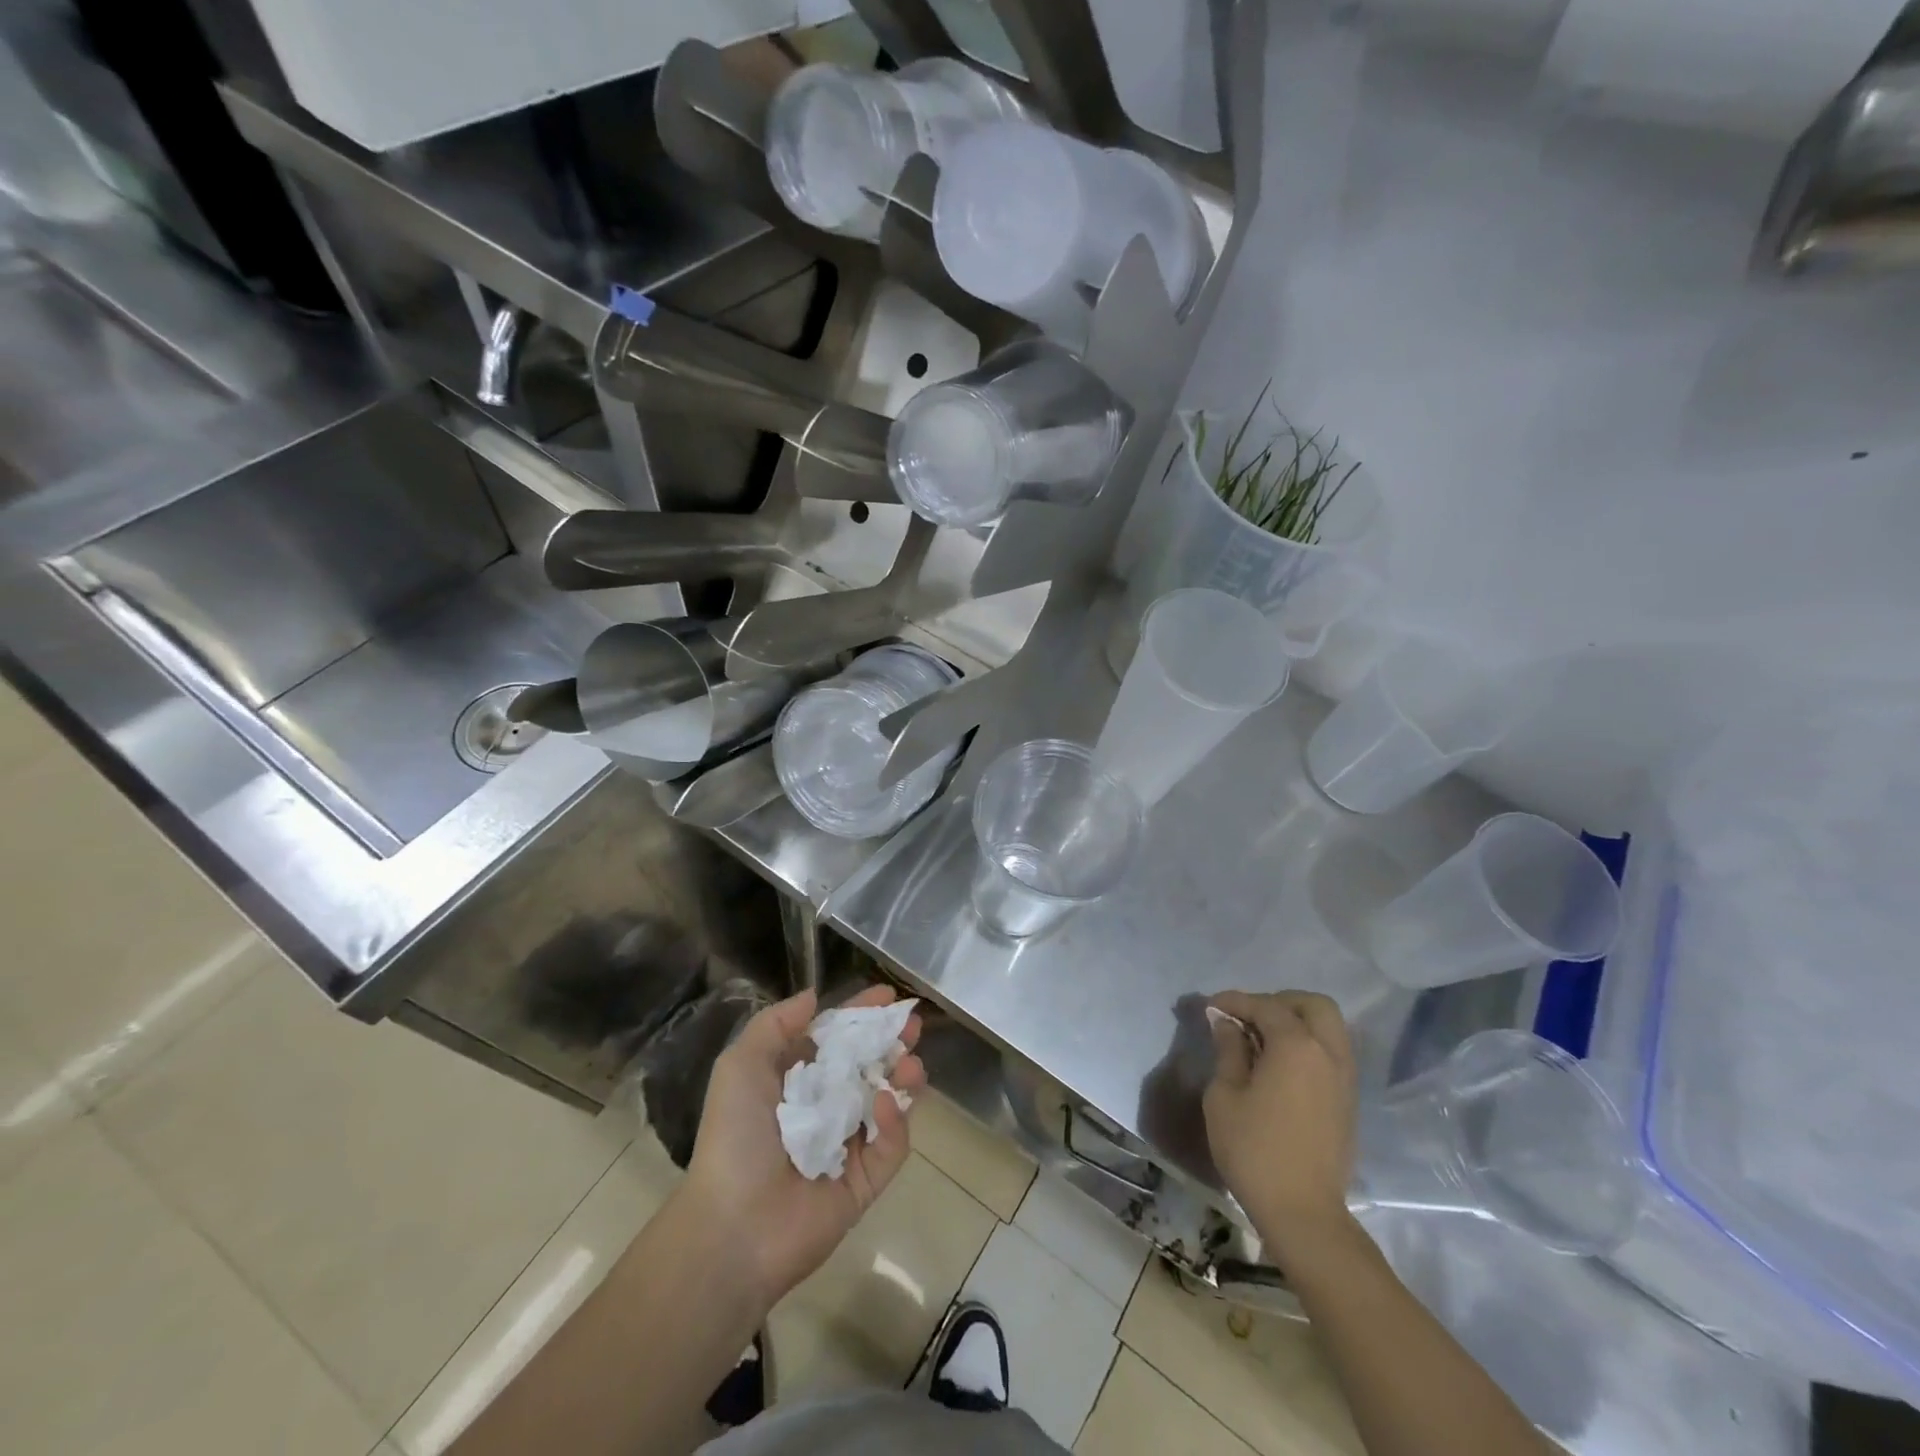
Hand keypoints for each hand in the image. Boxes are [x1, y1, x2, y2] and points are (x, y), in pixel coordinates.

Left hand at [682, 985, 925, 1308]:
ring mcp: (849, 1145)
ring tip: (910, 1063)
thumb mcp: (740, 1065)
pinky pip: (890, 1145)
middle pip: (870, 1064)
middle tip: (912, 1025)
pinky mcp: (866, 1181)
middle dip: (893, 1041)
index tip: (888, 995)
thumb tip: (814, 995)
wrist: (733, 1226)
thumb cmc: (735, 1136)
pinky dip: (894, 1122)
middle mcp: (826, 1107)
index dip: (862, 1014)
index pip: (838, 1038)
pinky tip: (886, 1104)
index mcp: (797, 1080)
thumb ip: (776, 1024)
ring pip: (889, 1100)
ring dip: (903, 1076)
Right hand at [1203, 990, 1357, 1257]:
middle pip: (1312, 1005)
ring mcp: (1344, 1078)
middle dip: (1279, 1002)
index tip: (1210, 1006)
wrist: (1303, 1212)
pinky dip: (1308, 1045)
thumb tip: (1225, 1022)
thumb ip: (1228, 1050)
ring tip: (1262, 1040)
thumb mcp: (1224, 1095)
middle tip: (1248, 1017)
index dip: (1235, 1001)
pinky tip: (1280, 1065)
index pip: (1266, 1006)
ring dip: (1297, 1022)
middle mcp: (1328, 1053)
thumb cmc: (1254, 1149)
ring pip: (1329, 1028)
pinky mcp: (1348, 1101)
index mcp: (1297, 1046)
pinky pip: (1331, 1053)